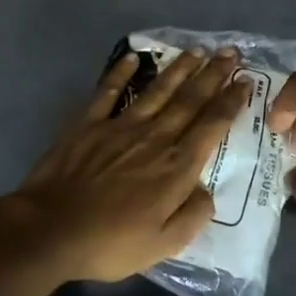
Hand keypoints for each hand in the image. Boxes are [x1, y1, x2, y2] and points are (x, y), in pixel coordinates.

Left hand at [0, 47, 249, 283]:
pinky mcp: (88, 125)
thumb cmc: (111, 243)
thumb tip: (206, 190)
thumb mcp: (165, 245)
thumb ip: (193, 215)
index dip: (230, 102)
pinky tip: (132, 57)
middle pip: (189, 100)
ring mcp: (119, 127)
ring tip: (196, 51)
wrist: (50, 230)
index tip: (245, 82)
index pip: (212, 125)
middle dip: (212, 75)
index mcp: (176, 166)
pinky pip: (108, 92)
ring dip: (179, 69)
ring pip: (157, 90)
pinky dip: (120, 73)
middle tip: (230, 53)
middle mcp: (154, 138)